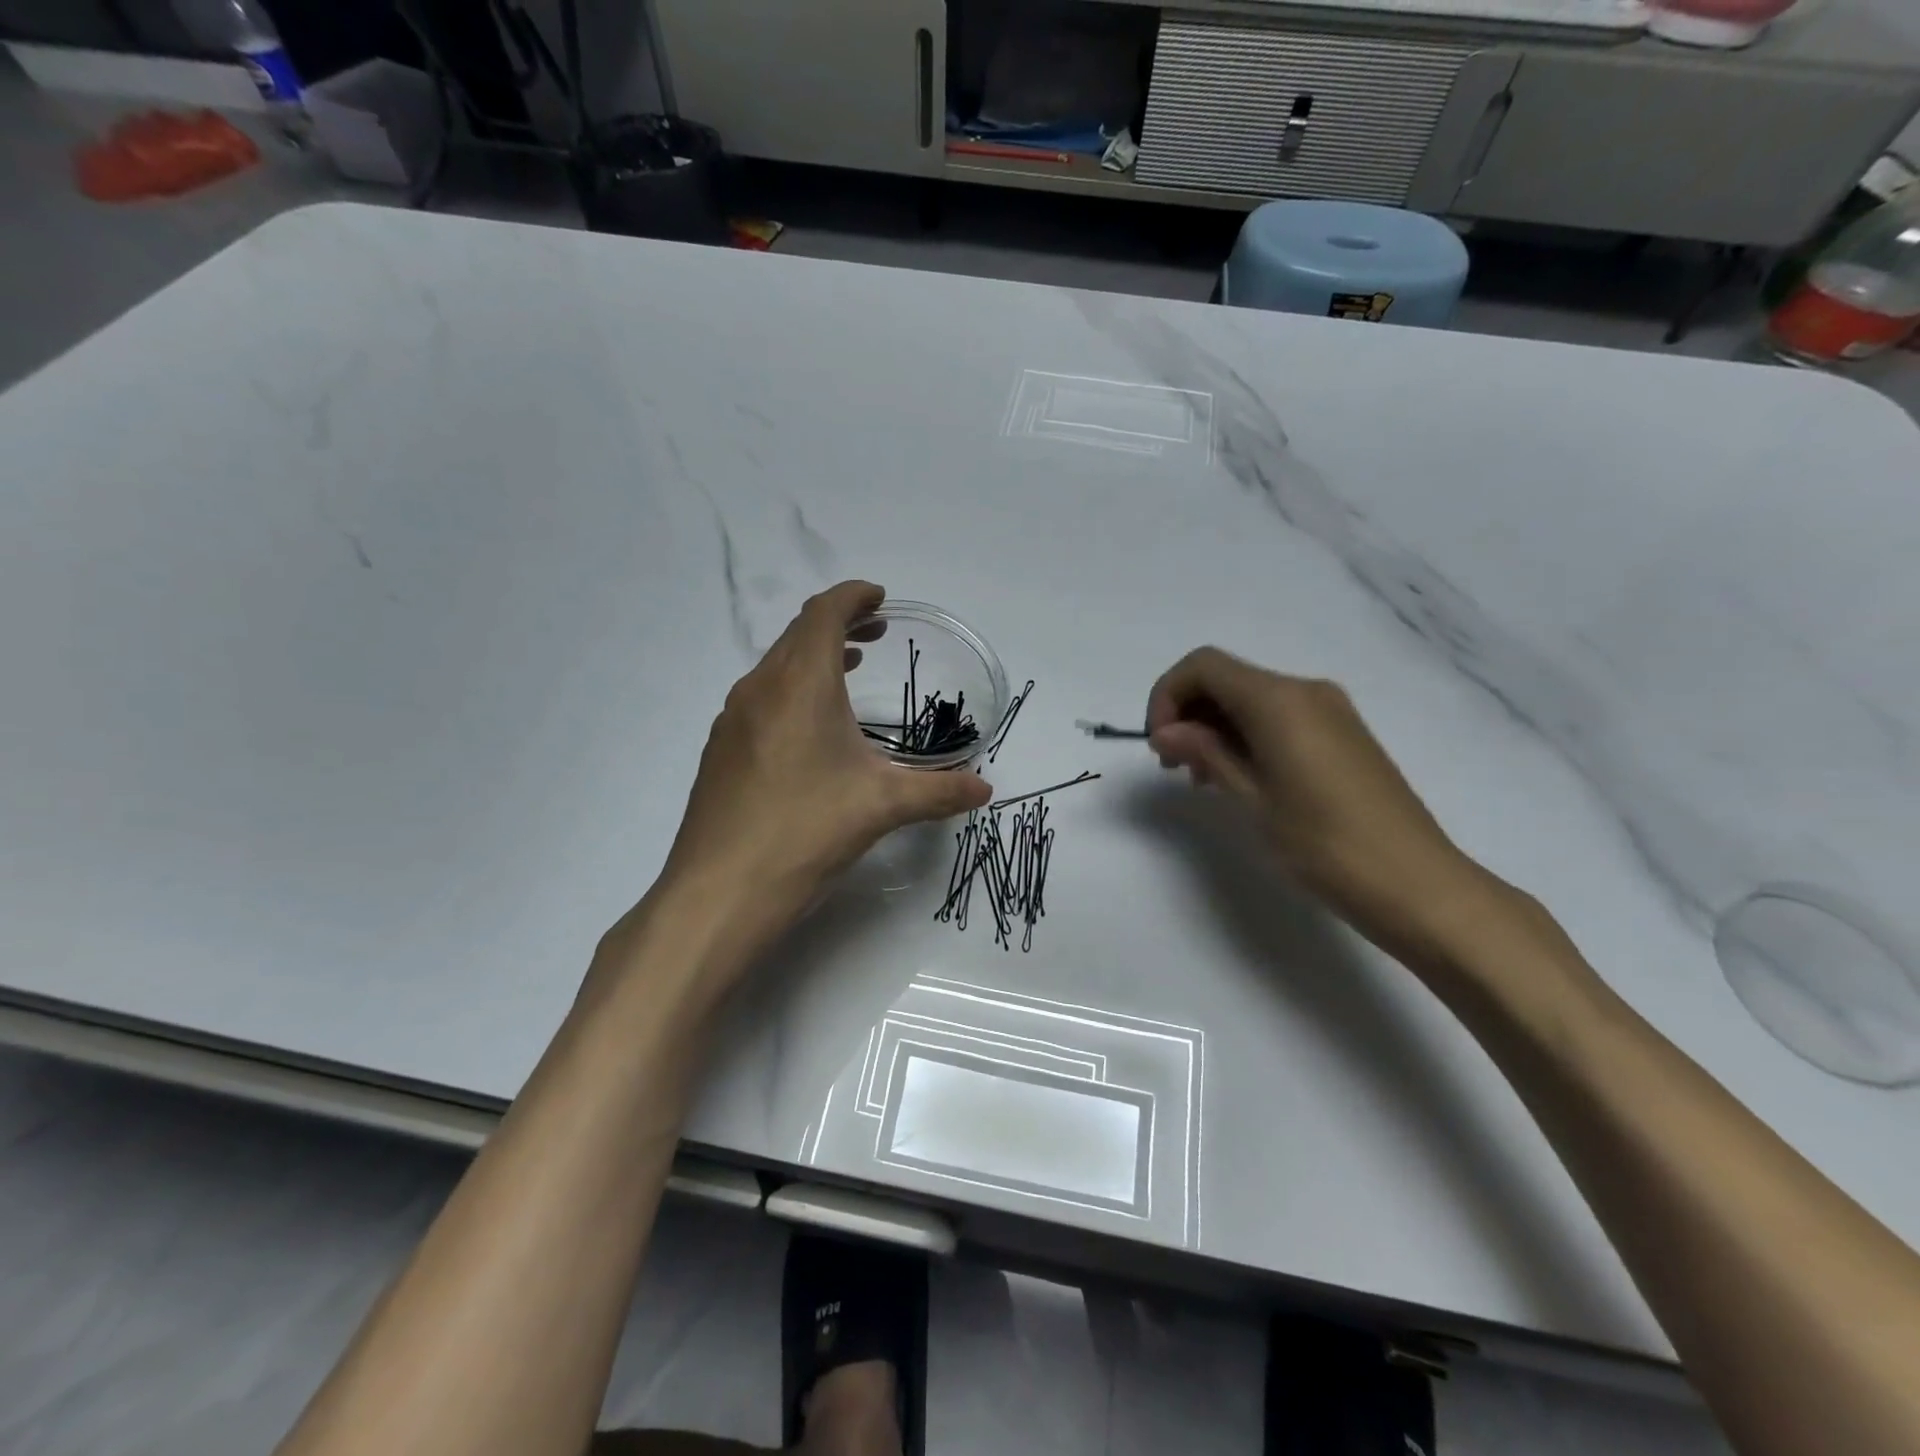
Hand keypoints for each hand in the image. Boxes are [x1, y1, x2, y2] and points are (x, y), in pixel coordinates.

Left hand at [660, 581, 991, 931]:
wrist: (719, 893)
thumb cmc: (805, 832)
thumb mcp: (882, 807)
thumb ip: (939, 792)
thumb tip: (985, 788)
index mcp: (800, 685)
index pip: (824, 614)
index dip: (853, 597)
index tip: (880, 598)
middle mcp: (760, 689)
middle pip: (798, 634)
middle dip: (839, 623)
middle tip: (876, 632)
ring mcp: (733, 720)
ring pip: (776, 666)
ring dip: (814, 657)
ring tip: (851, 668)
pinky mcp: (721, 751)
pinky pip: (760, 699)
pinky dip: (792, 690)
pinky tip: (811, 729)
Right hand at [1146, 647, 1501, 966]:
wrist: (1415, 883)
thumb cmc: (1323, 844)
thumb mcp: (1251, 798)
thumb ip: (1205, 753)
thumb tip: (1166, 731)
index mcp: (1279, 700)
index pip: (1204, 666)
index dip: (1167, 696)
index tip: (1158, 745)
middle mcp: (1305, 691)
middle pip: (1227, 679)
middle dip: (1188, 712)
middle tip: (1172, 766)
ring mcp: (1329, 711)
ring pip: (1251, 698)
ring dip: (1214, 726)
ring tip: (1201, 779)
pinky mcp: (1342, 735)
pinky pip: (1278, 717)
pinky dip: (1245, 735)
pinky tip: (1239, 778)